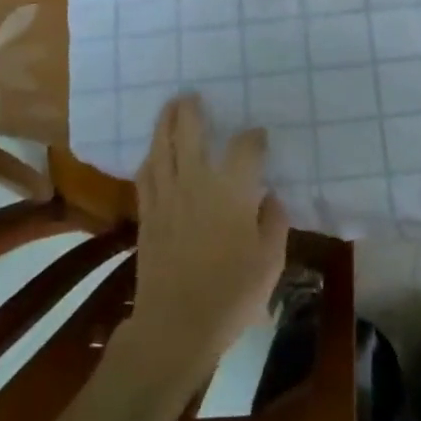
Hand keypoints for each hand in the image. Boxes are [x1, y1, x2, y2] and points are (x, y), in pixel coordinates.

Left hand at [122, 94, 288, 389]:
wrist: (176, 324)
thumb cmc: (232, 293)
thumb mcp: (270, 260)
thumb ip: (274, 222)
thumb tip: (269, 198)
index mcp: (231, 189)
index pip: (245, 147)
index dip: (254, 137)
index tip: (259, 136)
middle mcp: (196, 181)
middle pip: (190, 131)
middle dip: (192, 110)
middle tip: (194, 95)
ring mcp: (167, 196)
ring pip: (162, 147)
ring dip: (165, 122)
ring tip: (170, 107)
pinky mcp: (147, 214)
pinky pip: (145, 174)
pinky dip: (150, 157)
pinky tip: (153, 153)